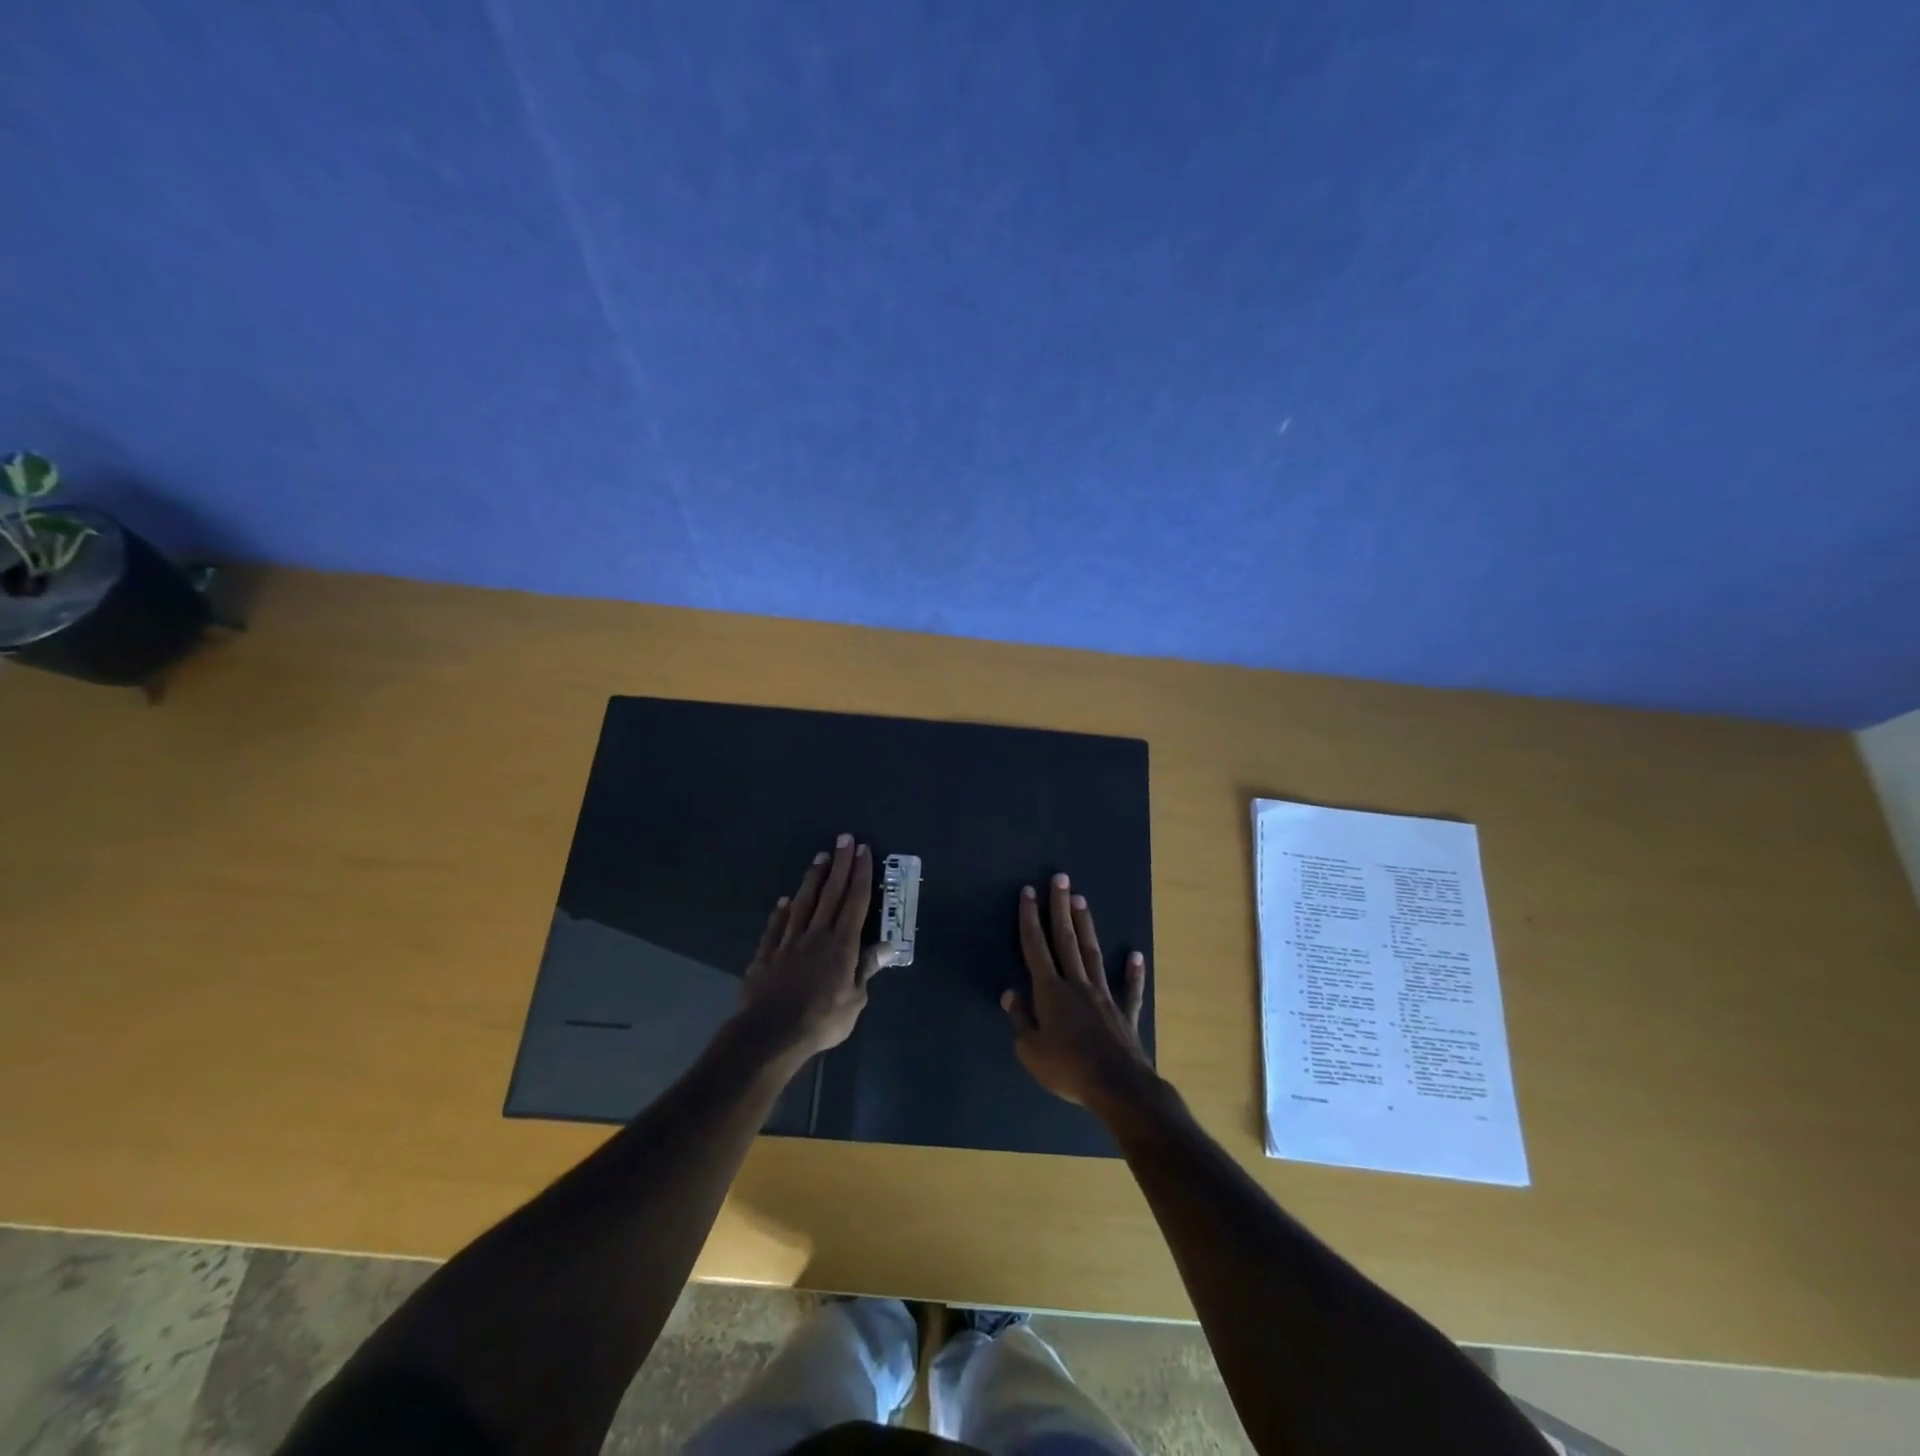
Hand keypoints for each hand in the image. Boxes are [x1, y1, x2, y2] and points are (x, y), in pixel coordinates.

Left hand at [738, 835, 882, 1061]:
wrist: (771, 1033)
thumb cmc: (821, 1020)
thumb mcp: (854, 1001)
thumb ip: (865, 969)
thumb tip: (886, 945)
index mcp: (842, 945)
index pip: (855, 902)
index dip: (861, 875)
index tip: (864, 851)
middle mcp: (816, 934)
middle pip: (831, 893)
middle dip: (840, 864)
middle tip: (844, 839)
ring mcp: (788, 942)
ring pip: (803, 902)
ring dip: (813, 878)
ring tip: (820, 857)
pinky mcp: (766, 954)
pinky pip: (775, 927)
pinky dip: (780, 912)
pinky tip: (784, 901)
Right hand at [1002, 873, 1155, 1110]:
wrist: (1117, 1085)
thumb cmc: (1068, 1068)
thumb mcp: (1031, 1051)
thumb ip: (1021, 1020)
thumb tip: (1011, 994)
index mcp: (1050, 991)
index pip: (1036, 946)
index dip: (1030, 918)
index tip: (1028, 892)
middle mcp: (1077, 983)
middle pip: (1065, 939)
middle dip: (1060, 907)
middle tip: (1060, 878)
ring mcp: (1104, 995)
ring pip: (1092, 953)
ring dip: (1086, 925)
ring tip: (1082, 900)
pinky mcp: (1125, 1012)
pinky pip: (1129, 989)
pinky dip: (1133, 972)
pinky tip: (1136, 955)